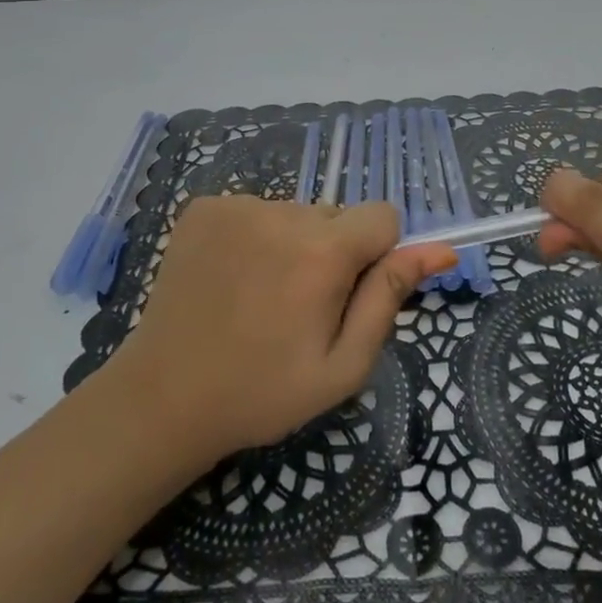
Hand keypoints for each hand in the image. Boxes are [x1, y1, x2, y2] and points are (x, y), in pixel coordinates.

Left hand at [105, 197, 457, 457]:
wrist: (162, 397)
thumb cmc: (263, 392)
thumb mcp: (342, 365)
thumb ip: (390, 298)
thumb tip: (439, 250)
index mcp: (323, 252)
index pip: (383, 215)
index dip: (377, 253)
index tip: (350, 292)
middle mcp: (283, 213)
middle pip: (336, 216)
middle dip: (332, 252)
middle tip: (298, 307)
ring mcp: (238, 205)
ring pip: (294, 214)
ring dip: (291, 245)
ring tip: (259, 297)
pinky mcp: (204, 206)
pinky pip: (254, 210)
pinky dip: (253, 237)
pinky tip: (230, 279)